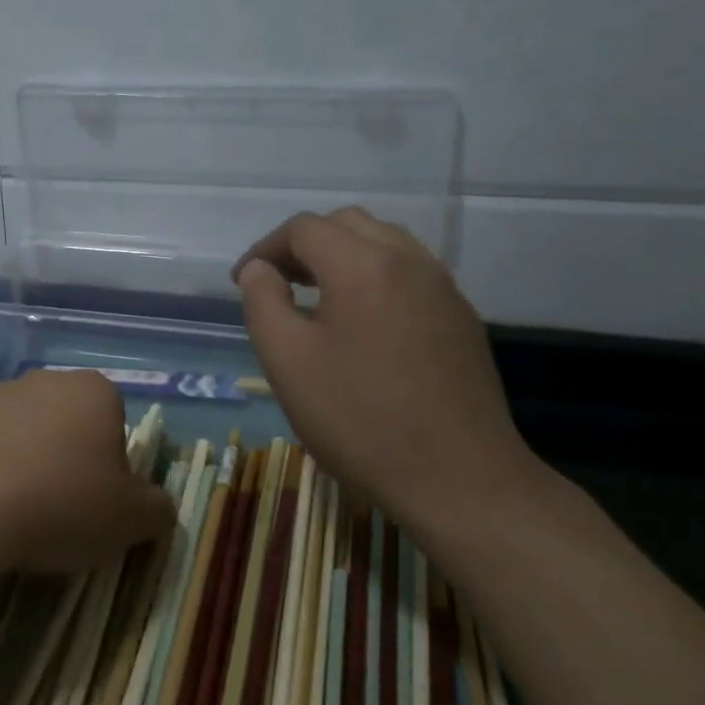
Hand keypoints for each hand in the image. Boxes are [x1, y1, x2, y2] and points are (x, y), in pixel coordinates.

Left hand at [0, 369, 174, 575]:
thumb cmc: (61, 504)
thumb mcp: (131, 520)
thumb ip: (157, 508)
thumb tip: (159, 507)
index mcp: (94, 392)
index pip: (114, 422)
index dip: (110, 464)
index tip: (97, 502)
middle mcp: (44, 380)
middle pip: (65, 421)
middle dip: (64, 457)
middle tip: (58, 509)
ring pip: (18, 429)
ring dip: (20, 459)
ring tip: (11, 510)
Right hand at [234, 208, 544, 530]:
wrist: (460, 480)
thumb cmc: (360, 420)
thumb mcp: (288, 361)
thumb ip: (262, 302)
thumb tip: (259, 269)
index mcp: (362, 266)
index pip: (304, 229)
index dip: (265, 248)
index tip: (243, 282)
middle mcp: (408, 261)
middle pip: (347, 224)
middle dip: (304, 244)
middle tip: (277, 282)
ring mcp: (443, 288)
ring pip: (384, 242)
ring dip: (342, 255)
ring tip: (316, 295)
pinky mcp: (461, 318)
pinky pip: (410, 272)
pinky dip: (375, 275)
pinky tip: (362, 320)